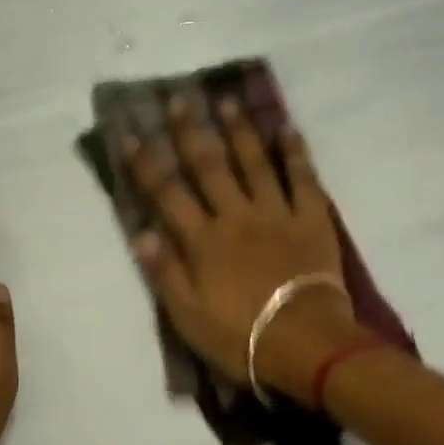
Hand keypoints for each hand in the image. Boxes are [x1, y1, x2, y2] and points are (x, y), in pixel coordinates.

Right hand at [125, 97, 361, 400]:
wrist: (305, 345)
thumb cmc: (240, 337)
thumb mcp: (188, 317)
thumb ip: (164, 273)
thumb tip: (140, 232)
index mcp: (203, 241)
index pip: (167, 194)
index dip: (146, 164)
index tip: (131, 134)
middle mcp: (236, 216)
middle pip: (209, 167)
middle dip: (191, 132)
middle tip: (180, 99)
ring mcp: (276, 213)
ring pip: (253, 162)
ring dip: (239, 130)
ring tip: (227, 101)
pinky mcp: (311, 219)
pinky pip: (302, 178)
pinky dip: (294, 152)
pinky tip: (287, 128)